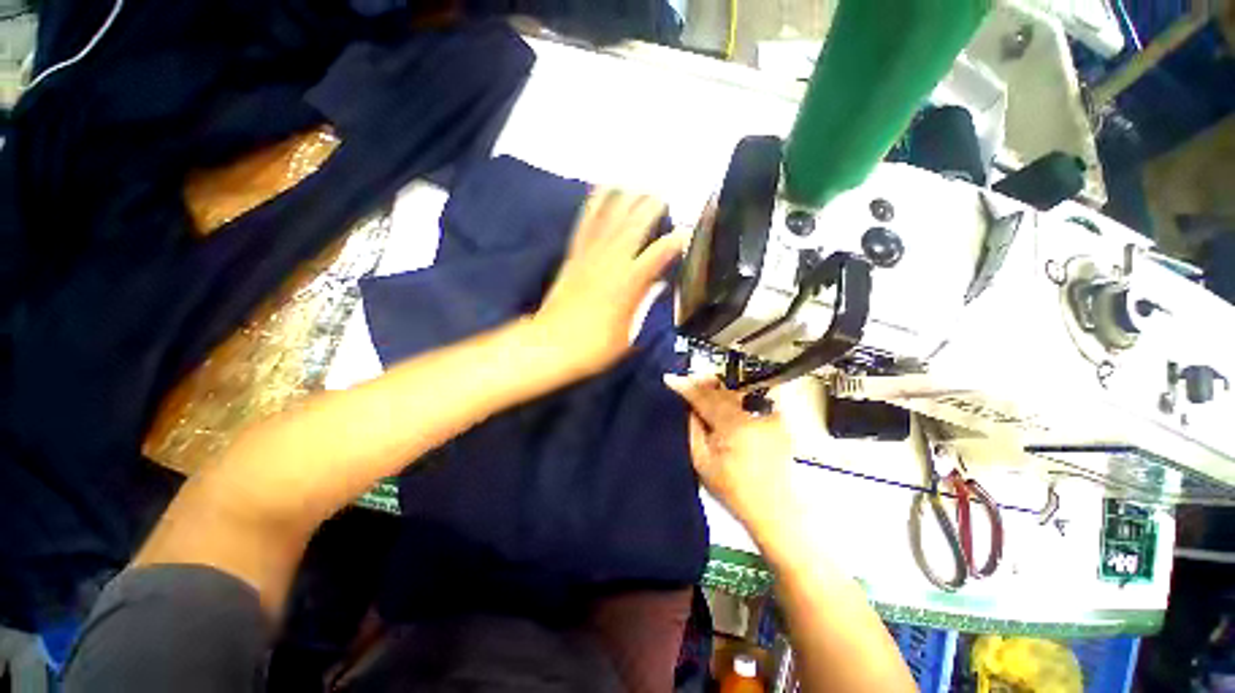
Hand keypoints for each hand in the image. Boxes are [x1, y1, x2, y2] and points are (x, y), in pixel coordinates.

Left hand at [534, 189, 686, 376]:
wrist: (551, 345)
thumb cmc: (595, 346)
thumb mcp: (630, 334)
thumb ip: (645, 304)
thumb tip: (658, 284)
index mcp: (629, 282)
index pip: (659, 253)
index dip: (676, 240)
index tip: (687, 233)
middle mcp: (611, 261)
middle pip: (635, 224)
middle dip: (652, 206)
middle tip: (664, 199)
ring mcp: (590, 255)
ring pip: (611, 217)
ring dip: (627, 198)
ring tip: (639, 186)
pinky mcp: (573, 255)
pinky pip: (586, 223)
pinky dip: (595, 203)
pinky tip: (602, 190)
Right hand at [663, 375, 798, 540]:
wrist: (776, 510)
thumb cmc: (734, 490)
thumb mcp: (702, 462)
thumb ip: (693, 428)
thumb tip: (689, 406)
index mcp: (734, 425)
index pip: (704, 397)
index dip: (686, 386)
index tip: (670, 379)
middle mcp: (755, 414)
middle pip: (723, 388)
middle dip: (703, 382)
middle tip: (688, 380)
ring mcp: (771, 415)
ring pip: (739, 389)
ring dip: (720, 386)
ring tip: (705, 386)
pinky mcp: (780, 420)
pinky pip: (753, 398)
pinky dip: (738, 394)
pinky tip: (727, 399)